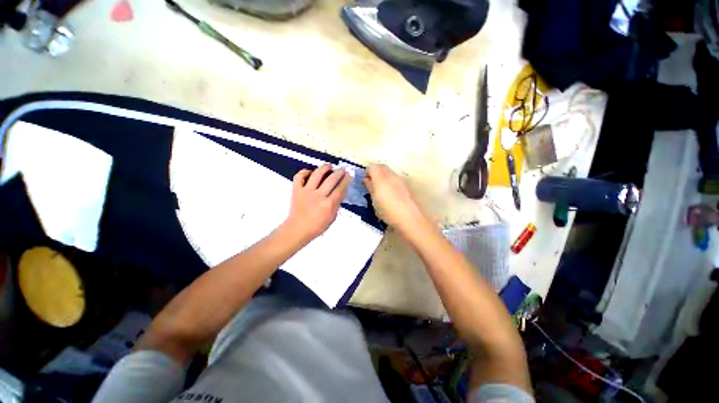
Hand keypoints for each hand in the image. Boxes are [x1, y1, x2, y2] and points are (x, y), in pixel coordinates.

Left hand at [283, 164, 349, 243]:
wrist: (298, 229)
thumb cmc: (317, 226)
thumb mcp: (332, 217)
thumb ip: (336, 204)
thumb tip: (340, 192)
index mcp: (329, 204)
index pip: (340, 188)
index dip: (346, 180)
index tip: (349, 174)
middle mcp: (318, 196)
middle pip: (331, 179)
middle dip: (339, 172)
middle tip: (342, 169)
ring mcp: (306, 191)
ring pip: (316, 174)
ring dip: (324, 168)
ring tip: (329, 166)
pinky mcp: (296, 190)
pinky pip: (299, 177)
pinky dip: (305, 172)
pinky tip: (311, 172)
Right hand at [364, 164, 430, 237]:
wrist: (408, 218)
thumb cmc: (387, 210)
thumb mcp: (374, 200)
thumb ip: (370, 187)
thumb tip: (366, 179)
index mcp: (381, 178)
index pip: (372, 167)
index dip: (367, 172)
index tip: (365, 182)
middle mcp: (391, 175)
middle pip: (381, 167)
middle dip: (375, 172)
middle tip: (371, 184)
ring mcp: (399, 180)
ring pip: (389, 172)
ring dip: (382, 177)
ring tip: (380, 190)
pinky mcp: (405, 186)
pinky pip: (394, 179)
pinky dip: (389, 182)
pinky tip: (389, 194)